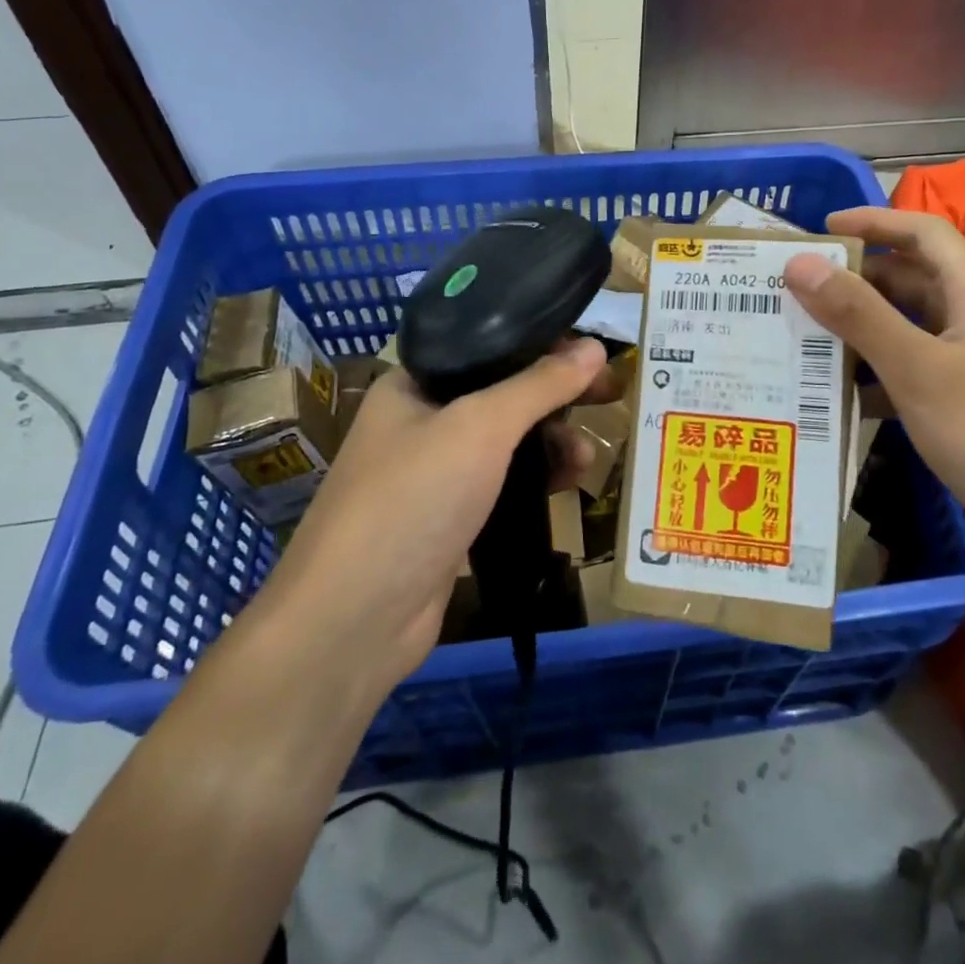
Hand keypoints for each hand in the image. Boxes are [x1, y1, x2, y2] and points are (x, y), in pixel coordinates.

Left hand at [253, 339, 611, 698]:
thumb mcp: (480, 427)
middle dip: (557, 395)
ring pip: (508, 441)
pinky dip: (538, 478)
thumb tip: (595, 347)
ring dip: (553, 440)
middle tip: (611, 394)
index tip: (592, 353)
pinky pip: (505, 482)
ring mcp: (436, 473)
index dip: (542, 344)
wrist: (354, 619)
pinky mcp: (452, 518)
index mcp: (414, 383)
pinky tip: (569, 484)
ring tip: (587, 455)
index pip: (488, 345)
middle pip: (503, 392)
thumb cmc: (413, 498)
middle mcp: (423, 420)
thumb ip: (539, 384)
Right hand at [783, 207, 964, 574]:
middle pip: (909, 280)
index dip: (874, 222)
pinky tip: (835, 396)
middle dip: (854, 280)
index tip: (819, 230)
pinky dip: (873, 376)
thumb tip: (800, 263)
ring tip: (800, 337)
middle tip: (794, 290)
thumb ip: (859, 314)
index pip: (923, 233)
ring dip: (858, 330)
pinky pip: (910, 373)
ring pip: (906, 329)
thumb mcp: (919, 370)